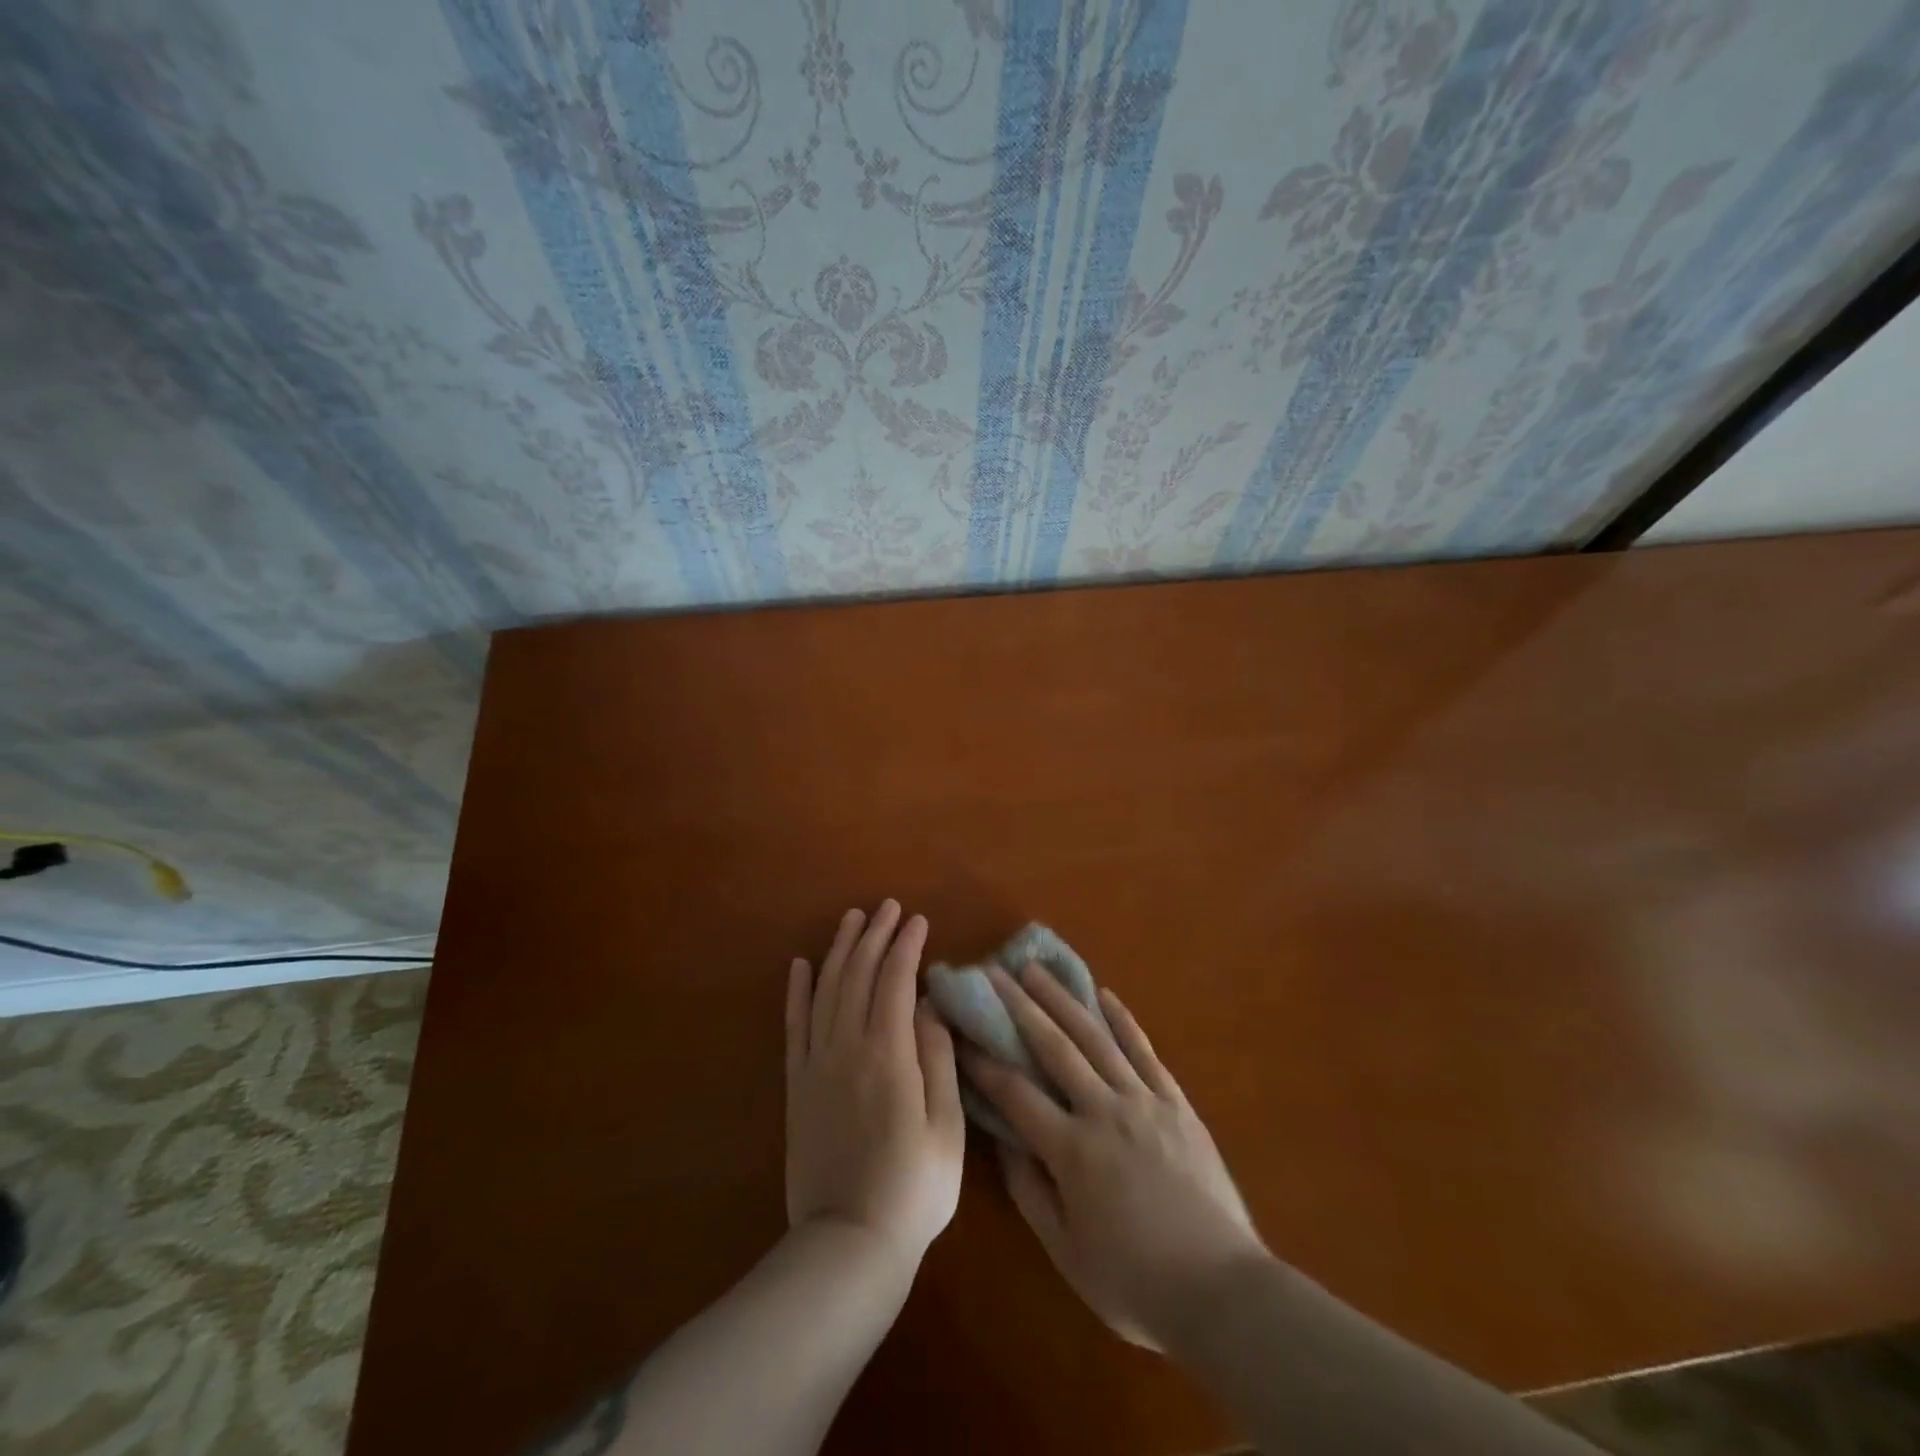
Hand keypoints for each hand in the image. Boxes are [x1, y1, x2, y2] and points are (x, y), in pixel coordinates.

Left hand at [785, 901, 965, 1268]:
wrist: (848, 1242)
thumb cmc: (914, 1188)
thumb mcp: (947, 1127)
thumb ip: (938, 1059)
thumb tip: (930, 1005)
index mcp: (889, 1055)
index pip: (895, 982)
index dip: (906, 947)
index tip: (918, 921)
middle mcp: (848, 1048)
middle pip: (858, 976)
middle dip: (875, 936)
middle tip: (888, 907)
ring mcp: (817, 1064)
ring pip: (826, 990)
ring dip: (840, 950)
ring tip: (852, 919)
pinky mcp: (797, 1084)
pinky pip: (794, 1026)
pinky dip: (797, 991)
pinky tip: (801, 965)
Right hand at [964, 964, 1268, 1350]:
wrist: (1222, 1290)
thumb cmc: (1135, 1280)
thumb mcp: (1066, 1252)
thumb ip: (1030, 1192)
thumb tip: (1005, 1141)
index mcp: (1072, 1149)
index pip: (1016, 1093)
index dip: (984, 1062)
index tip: (961, 1032)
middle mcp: (1104, 1110)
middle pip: (1053, 1048)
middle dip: (1019, 1007)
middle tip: (994, 973)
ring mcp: (1143, 1100)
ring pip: (1096, 1037)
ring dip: (1063, 1000)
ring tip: (1036, 970)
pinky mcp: (1175, 1102)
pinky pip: (1144, 1050)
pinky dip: (1123, 1020)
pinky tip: (1105, 995)